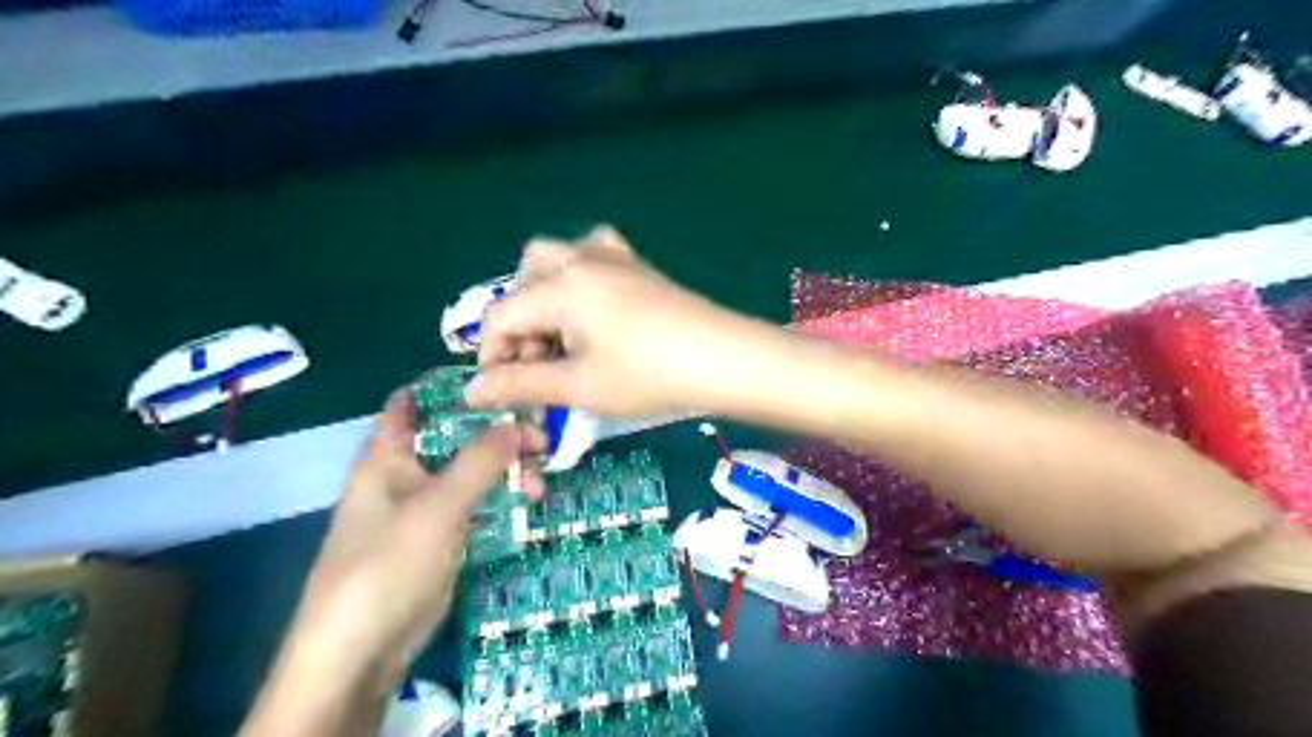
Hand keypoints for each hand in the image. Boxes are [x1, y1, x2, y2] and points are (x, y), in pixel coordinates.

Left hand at [288, 390, 522, 690]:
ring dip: (506, 470)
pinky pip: (476, 501)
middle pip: (457, 435)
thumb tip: (518, 424)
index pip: (415, 401)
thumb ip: (479, 461)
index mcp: (389, 454)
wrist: (363, 649)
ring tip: (536, 488)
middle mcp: (407, 471)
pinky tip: (527, 502)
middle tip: (541, 444)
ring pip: (472, 469)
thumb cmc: (388, 563)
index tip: (504, 383)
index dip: (455, 387)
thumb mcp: (438, 505)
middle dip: (499, 434)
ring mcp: (427, 503)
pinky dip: (501, 496)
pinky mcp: (442, 533)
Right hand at [464, 227, 752, 415]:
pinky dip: (578, 279)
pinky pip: (592, 255)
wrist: (723, 359)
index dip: (492, 356)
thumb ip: (520, 385)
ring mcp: (613, 256)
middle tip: (538, 364)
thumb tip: (471, 391)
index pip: (501, 315)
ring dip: (544, 297)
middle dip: (519, 323)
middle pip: (524, 280)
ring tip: (562, 339)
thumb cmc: (647, 376)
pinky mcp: (638, 265)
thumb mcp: (578, 386)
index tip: (503, 392)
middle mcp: (580, 259)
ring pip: (556, 260)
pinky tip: (593, 310)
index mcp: (560, 285)